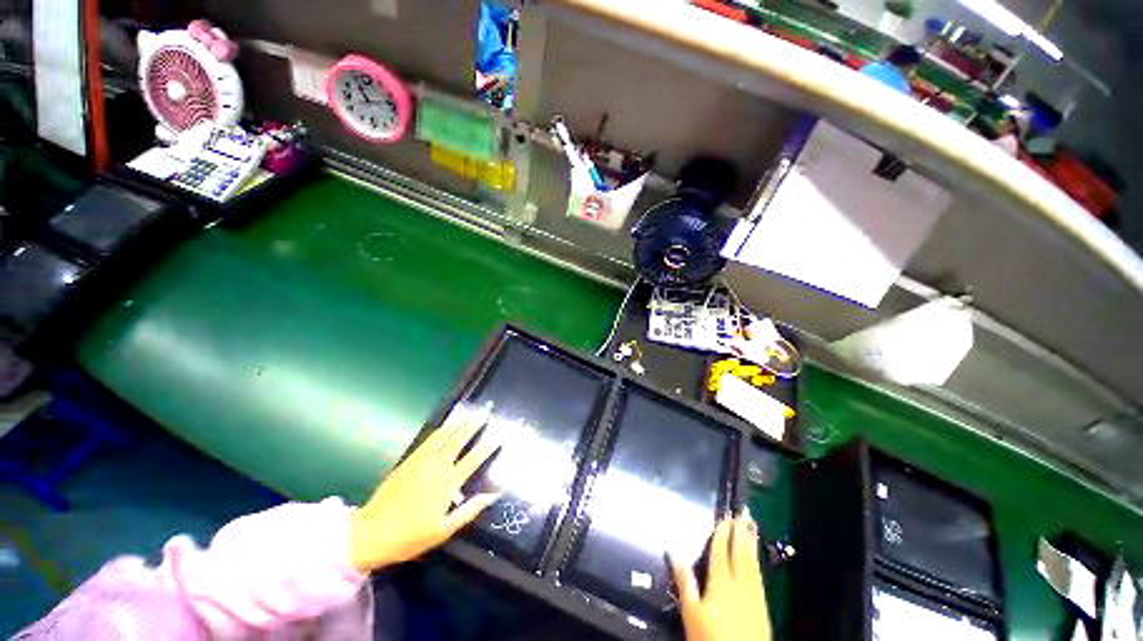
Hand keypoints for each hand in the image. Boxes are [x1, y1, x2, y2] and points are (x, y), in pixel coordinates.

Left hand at [349, 405, 501, 573]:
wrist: (371, 533)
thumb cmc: (411, 536)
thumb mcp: (444, 530)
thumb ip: (470, 510)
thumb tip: (494, 495)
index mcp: (449, 483)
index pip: (475, 458)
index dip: (489, 445)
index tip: (501, 433)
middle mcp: (437, 466)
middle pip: (460, 439)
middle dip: (475, 424)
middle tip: (486, 410)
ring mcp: (422, 461)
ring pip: (444, 435)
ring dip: (459, 422)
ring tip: (469, 411)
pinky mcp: (409, 460)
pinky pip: (428, 440)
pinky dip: (440, 429)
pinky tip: (446, 424)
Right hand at [672, 509, 772, 640]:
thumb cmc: (711, 638)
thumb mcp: (691, 612)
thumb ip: (685, 582)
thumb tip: (674, 553)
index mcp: (720, 582)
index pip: (721, 551)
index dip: (723, 533)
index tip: (725, 516)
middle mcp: (739, 584)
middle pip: (740, 553)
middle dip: (741, 532)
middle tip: (743, 513)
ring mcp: (753, 595)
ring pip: (752, 563)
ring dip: (751, 543)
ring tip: (752, 527)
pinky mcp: (762, 606)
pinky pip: (759, 576)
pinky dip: (756, 562)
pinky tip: (756, 559)